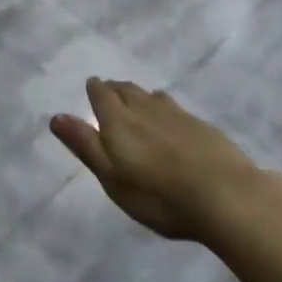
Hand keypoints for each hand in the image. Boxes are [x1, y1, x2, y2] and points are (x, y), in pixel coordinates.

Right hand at [50, 78, 267, 241]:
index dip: (95, 89)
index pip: (101, 94)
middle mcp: (145, 108)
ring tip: (137, 100)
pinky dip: (164, 107)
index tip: (92, 86)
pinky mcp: (201, 125)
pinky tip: (170, 119)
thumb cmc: (159, 194)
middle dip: (115, 88)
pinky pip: (174, 107)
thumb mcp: (112, 177)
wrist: (226, 195)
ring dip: (139, 95)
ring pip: (151, 96)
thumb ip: (85, 145)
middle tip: (110, 91)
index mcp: (118, 120)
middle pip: (126, 89)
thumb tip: (56, 116)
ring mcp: (176, 114)